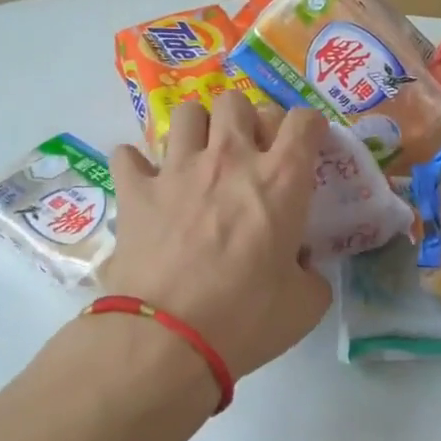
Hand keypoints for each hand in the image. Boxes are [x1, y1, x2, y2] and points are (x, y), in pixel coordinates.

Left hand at [103, 93, 332, 380]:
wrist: (169, 338)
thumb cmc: (247, 319)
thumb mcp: (306, 304)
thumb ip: (312, 273)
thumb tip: (301, 263)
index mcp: (280, 180)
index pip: (302, 120)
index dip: (308, 127)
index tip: (305, 146)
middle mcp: (230, 159)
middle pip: (237, 102)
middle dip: (245, 119)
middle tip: (247, 154)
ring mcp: (177, 169)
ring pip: (186, 113)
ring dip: (196, 130)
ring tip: (198, 158)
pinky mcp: (136, 190)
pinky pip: (128, 155)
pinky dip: (137, 166)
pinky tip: (146, 184)